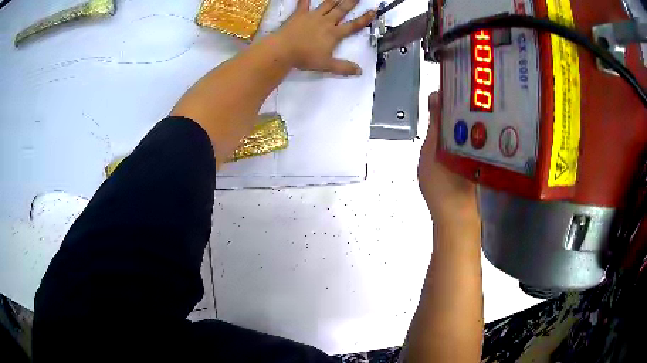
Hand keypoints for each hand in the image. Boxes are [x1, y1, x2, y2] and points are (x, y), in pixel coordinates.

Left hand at [276, 0, 375, 75]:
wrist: (283, 50)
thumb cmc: (305, 58)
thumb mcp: (326, 65)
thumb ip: (343, 68)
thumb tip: (360, 71)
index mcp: (334, 33)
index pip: (353, 25)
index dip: (364, 19)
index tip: (373, 11)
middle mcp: (326, 21)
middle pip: (341, 10)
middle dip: (351, 2)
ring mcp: (312, 16)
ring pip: (326, 4)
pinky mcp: (299, 14)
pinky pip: (303, 3)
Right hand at [418, 92, 479, 227]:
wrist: (452, 213)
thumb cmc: (442, 183)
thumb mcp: (433, 149)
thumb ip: (436, 122)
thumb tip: (437, 94)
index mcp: (473, 133)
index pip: (471, 102)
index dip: (462, 87)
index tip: (451, 76)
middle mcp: (480, 138)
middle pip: (472, 110)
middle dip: (460, 96)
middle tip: (446, 85)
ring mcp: (479, 147)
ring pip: (470, 122)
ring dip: (459, 111)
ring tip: (446, 101)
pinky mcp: (474, 155)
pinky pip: (468, 134)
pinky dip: (459, 127)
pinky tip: (450, 126)